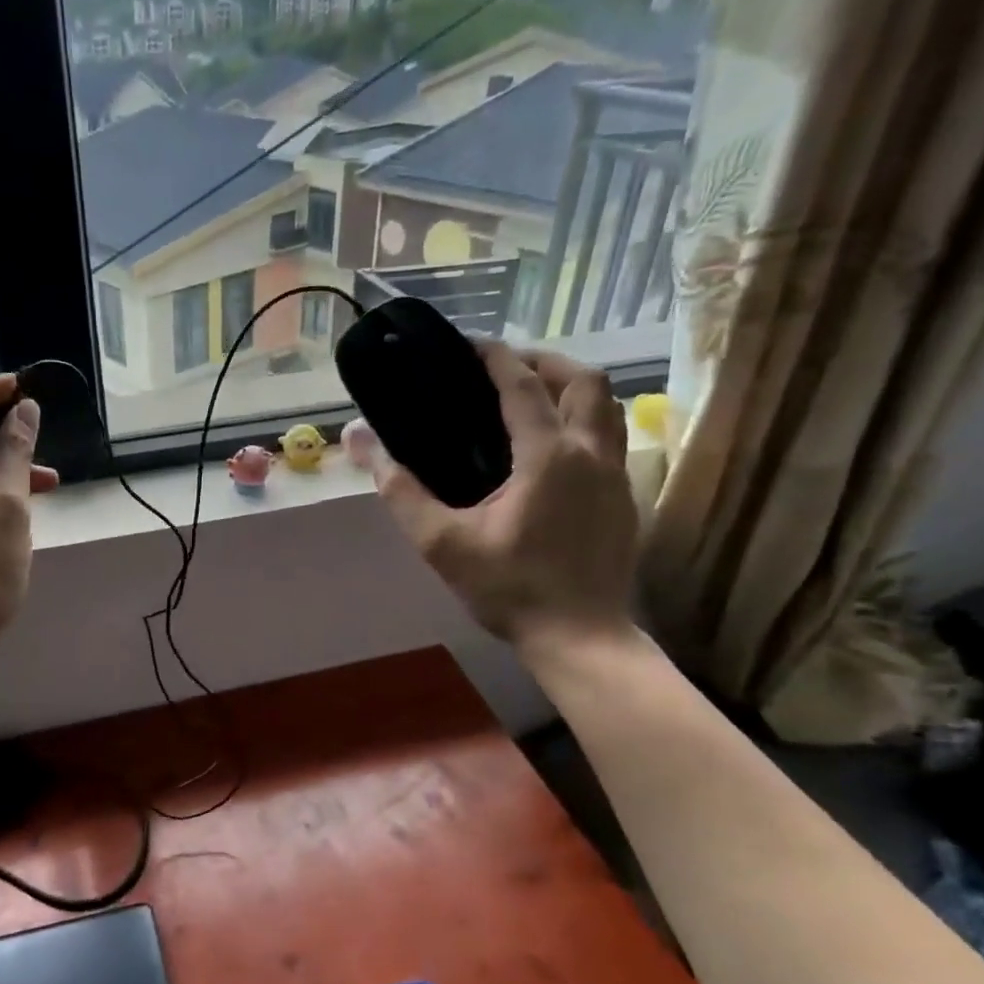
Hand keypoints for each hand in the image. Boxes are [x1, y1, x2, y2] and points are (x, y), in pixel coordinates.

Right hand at [369, 342, 637, 657]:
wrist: (580, 638)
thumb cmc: (509, 589)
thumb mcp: (442, 543)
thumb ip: (400, 490)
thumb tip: (359, 440)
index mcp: (547, 456)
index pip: (523, 384)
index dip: (495, 357)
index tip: (469, 344)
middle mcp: (591, 453)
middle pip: (583, 380)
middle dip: (545, 362)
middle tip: (506, 369)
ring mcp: (616, 475)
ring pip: (607, 406)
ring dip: (572, 388)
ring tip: (533, 398)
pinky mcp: (624, 499)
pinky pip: (611, 436)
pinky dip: (584, 420)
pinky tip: (553, 448)